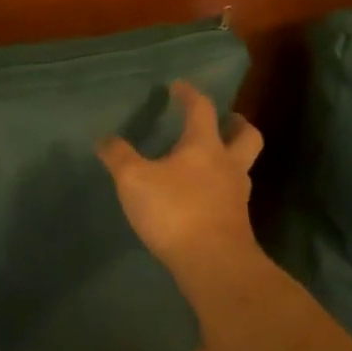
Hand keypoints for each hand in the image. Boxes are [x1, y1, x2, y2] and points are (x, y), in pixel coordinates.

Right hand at [99, 81, 264, 289]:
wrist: (213, 264)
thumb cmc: (175, 211)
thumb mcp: (134, 180)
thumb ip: (118, 157)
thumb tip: (104, 139)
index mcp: (205, 146)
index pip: (202, 109)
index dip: (190, 95)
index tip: (179, 86)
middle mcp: (228, 165)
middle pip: (246, 136)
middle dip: (237, 124)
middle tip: (227, 120)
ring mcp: (237, 196)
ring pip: (243, 167)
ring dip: (232, 158)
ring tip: (213, 161)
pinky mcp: (237, 223)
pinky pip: (233, 196)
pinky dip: (222, 189)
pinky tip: (205, 197)